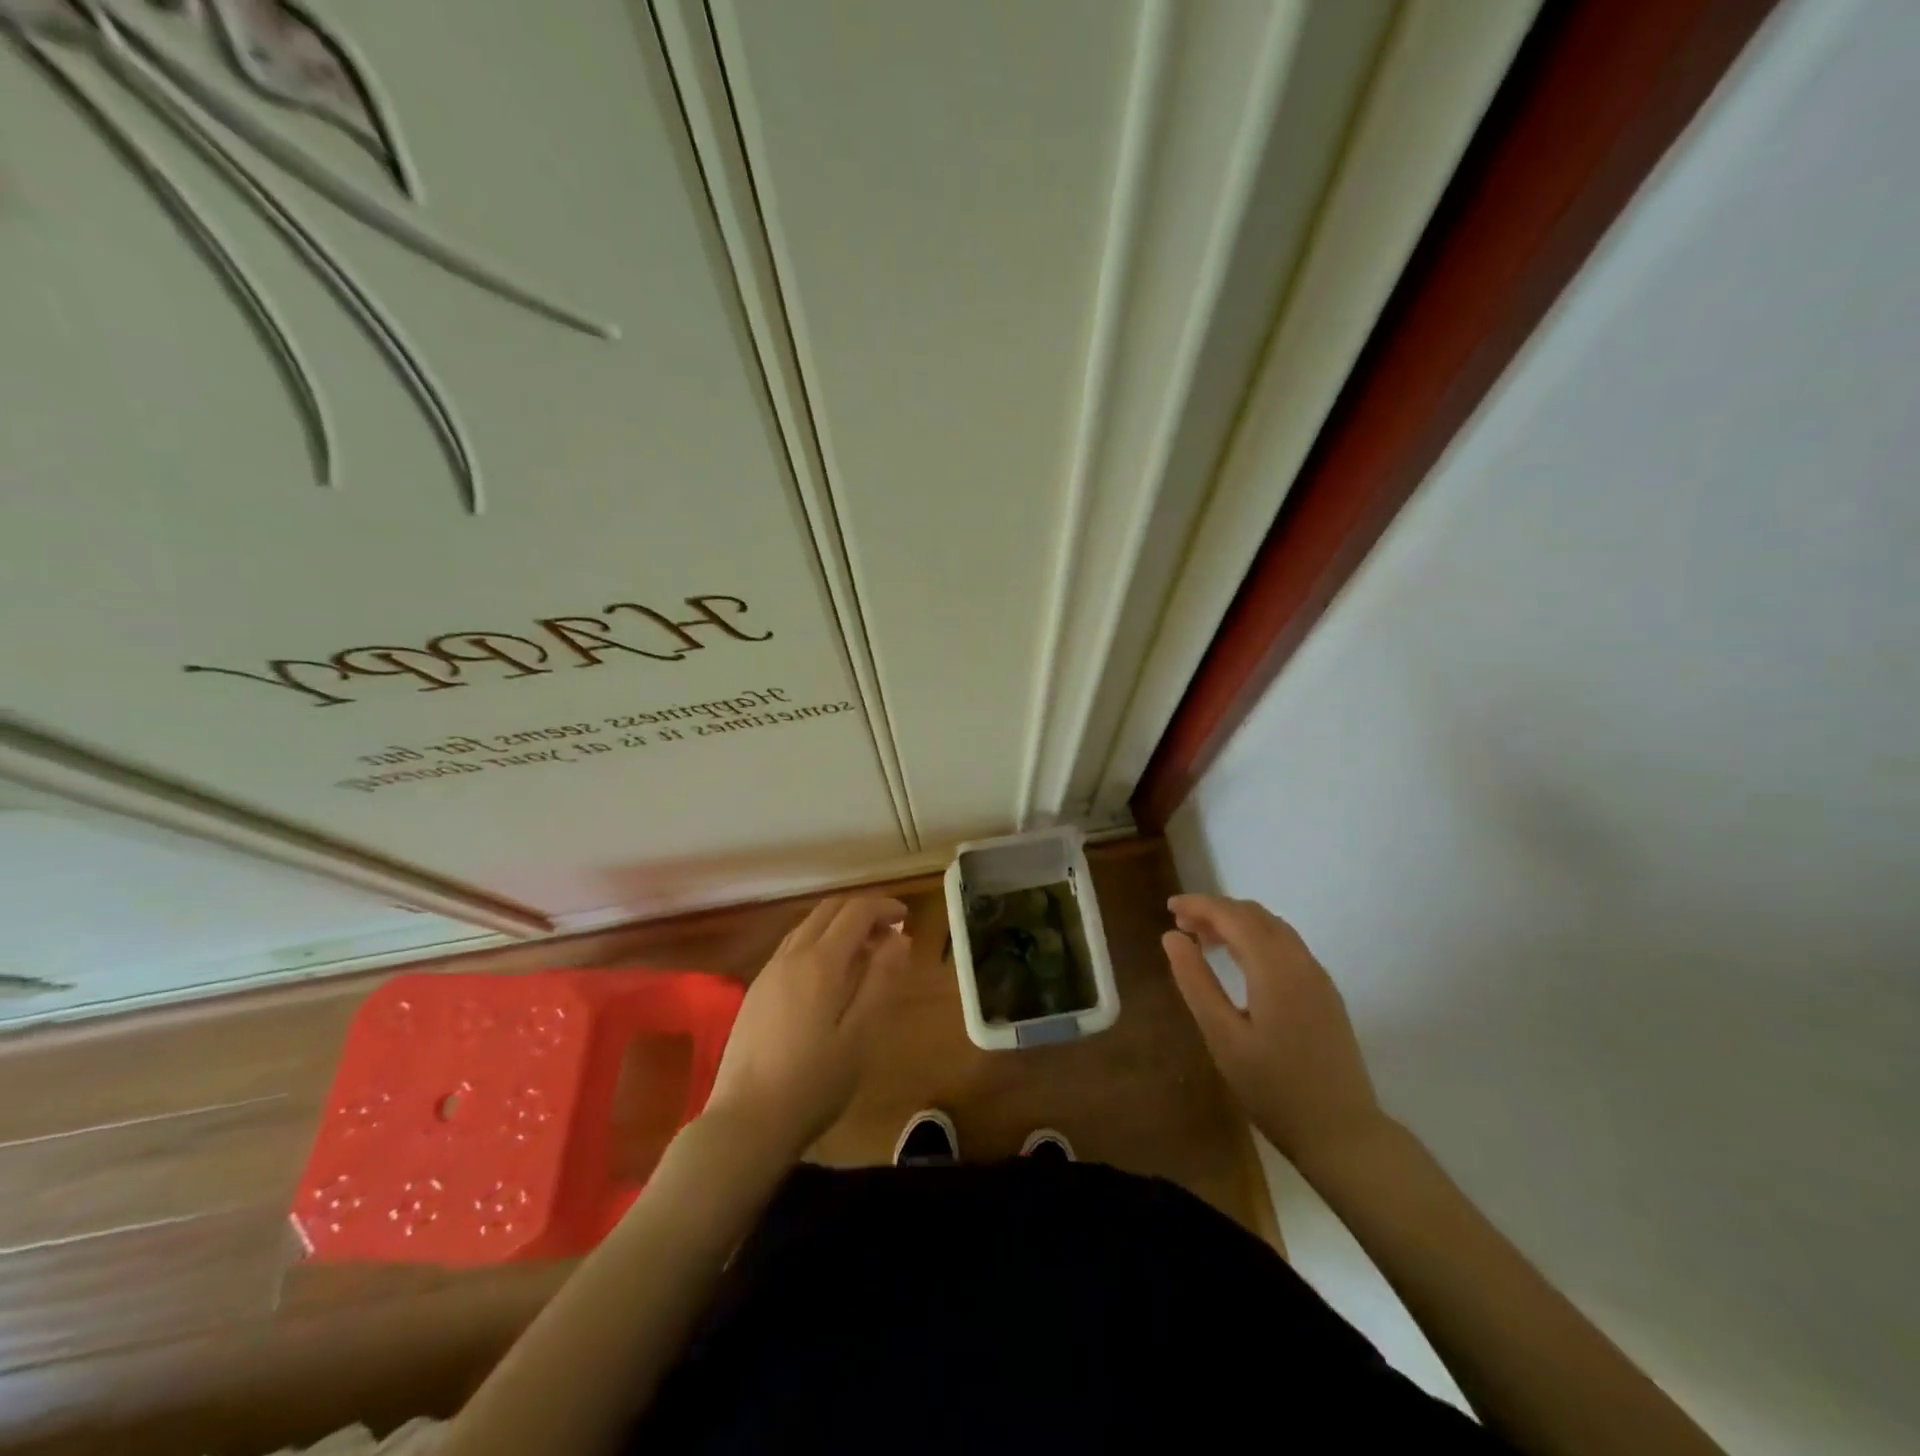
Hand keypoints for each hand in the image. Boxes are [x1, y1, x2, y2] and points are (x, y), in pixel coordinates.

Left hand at [705, 894, 909, 1158]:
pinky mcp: (756, 991)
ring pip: (807, 926)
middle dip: (861, 911)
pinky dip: (818, 942)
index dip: (884, 907)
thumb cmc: (815, 1081)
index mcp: (821, 961)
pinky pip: (792, 947)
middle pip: (828, 910)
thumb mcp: (861, 1034)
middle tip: (888, 932)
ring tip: (864, 953)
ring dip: (838, 926)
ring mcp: (769, 971)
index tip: (906, 918)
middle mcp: (792, 955)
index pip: (856, 911)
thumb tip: (898, 937)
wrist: (747, 1119)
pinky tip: (828, 975)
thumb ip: (881, 980)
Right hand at [1163, 894, 1385, 1169]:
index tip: (1169, 908)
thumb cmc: (1274, 1088)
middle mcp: (1300, 961)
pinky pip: (1286, 947)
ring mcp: (1317, 977)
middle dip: (1216, 911)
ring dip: (1237, 923)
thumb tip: (1172, 937)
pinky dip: (1256, 939)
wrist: (1343, 1134)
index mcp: (1275, 967)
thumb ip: (1196, 981)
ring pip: (1273, 928)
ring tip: (1204, 940)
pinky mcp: (1325, 994)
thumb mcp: (1223, 1037)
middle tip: (1181, 926)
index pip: (1233, 916)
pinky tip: (1239, 963)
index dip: (1199, 905)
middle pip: (1255, 915)